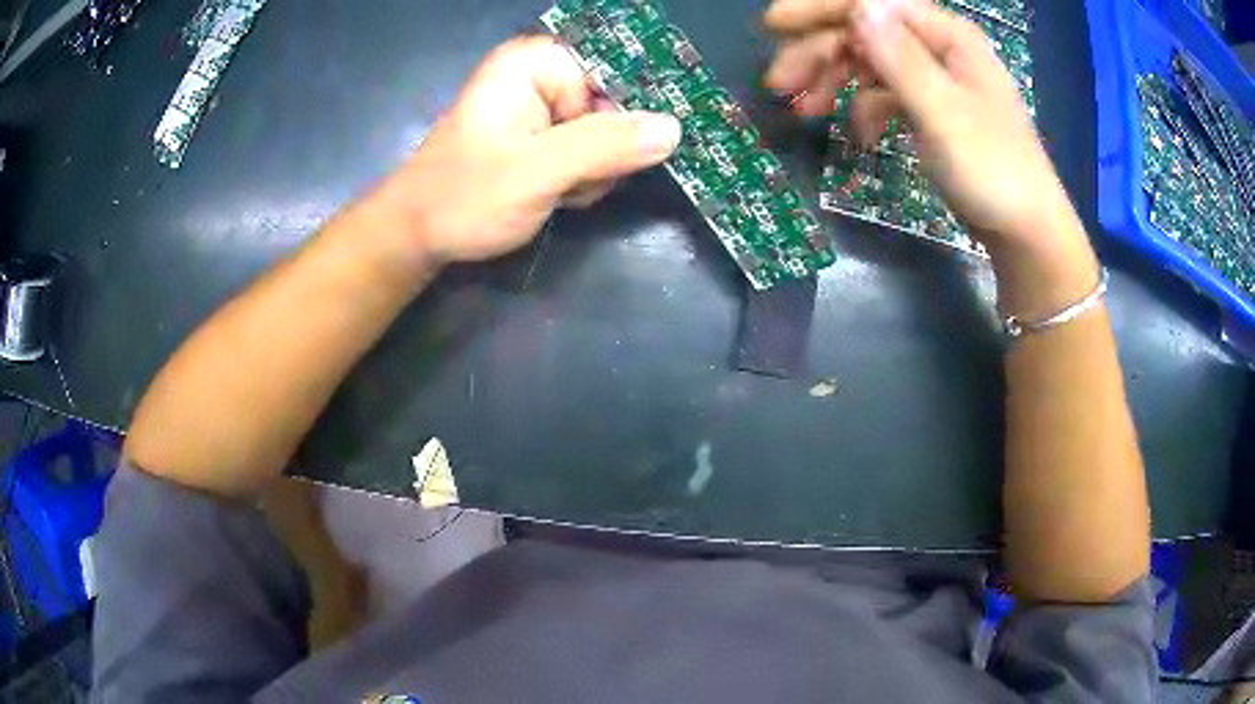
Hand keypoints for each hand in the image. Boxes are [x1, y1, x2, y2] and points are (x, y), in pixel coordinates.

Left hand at [372, 35, 681, 268]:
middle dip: (610, 148)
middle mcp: (544, 75)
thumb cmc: (464, 197)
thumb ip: (604, 146)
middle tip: (580, 178)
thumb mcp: (536, 171)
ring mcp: (545, 106)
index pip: (617, 67)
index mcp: (536, 63)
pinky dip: (585, 177)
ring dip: (597, 169)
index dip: (636, 104)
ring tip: (561, 188)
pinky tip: (559, 193)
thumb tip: (674, 129)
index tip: (646, 144)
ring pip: (611, 131)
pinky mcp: (546, 136)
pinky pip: (594, 149)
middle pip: (618, 101)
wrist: (419, 235)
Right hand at [764, 0, 1087, 262]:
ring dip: (835, 82)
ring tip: (805, 112)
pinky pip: (888, 95)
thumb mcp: (943, 113)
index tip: (773, 24)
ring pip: (872, 64)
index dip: (822, 9)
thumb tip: (857, 6)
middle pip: (867, 32)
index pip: (874, 3)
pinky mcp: (935, 111)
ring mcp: (937, 80)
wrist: (1027, 236)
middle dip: (820, 53)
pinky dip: (866, 110)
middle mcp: (940, 49)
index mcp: (947, 36)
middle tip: (778, 83)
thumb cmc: (993, 173)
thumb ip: (900, 58)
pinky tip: (859, 137)